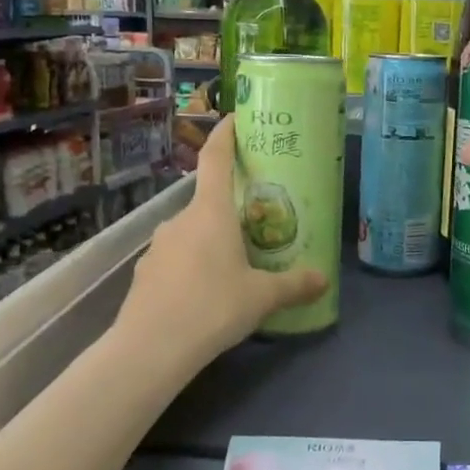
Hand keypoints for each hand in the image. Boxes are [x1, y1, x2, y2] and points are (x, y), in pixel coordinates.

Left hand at [118, 118, 326, 358]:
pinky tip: (205, 293)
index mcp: (211, 212)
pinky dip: (192, 266)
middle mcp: (181, 220)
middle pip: (208, 201)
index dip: (225, 135)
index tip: (235, 119)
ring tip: (233, 264)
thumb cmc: (213, 307)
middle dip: (231, 207)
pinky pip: (176, 259)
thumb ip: (294, 285)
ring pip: (191, 232)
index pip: (216, 159)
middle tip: (256, 221)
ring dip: (211, 240)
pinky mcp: (145, 272)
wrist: (150, 349)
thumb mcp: (262, 297)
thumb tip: (324, 279)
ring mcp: (158, 246)